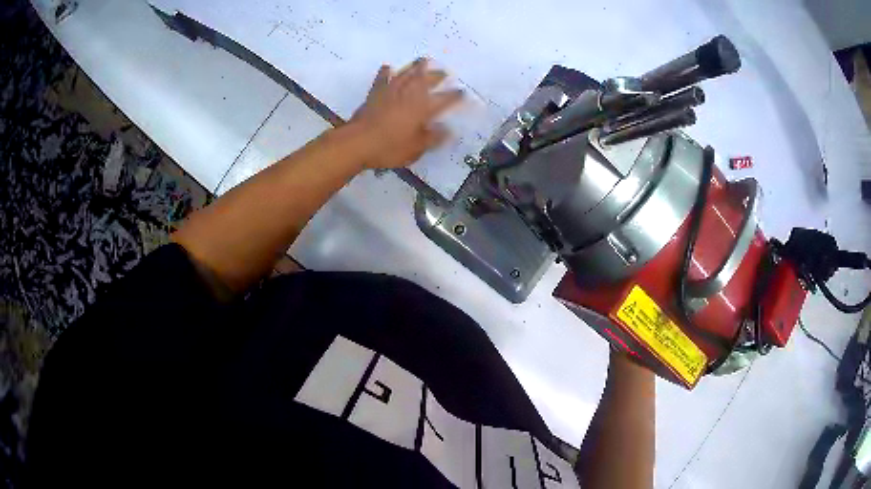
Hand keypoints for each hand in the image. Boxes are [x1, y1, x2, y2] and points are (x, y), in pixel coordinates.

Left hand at [350, 58, 463, 168]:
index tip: (463, 92)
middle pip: (426, 81)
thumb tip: (448, 131)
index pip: (444, 100)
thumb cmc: (390, 147)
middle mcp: (409, 95)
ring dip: (415, 67)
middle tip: (445, 71)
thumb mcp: (416, 148)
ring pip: (406, 75)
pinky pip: (382, 79)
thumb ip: (432, 138)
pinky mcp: (375, 94)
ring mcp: (391, 92)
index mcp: (422, 109)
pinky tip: (388, 67)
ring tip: (423, 60)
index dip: (454, 96)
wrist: (358, 142)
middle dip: (437, 76)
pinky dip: (386, 73)